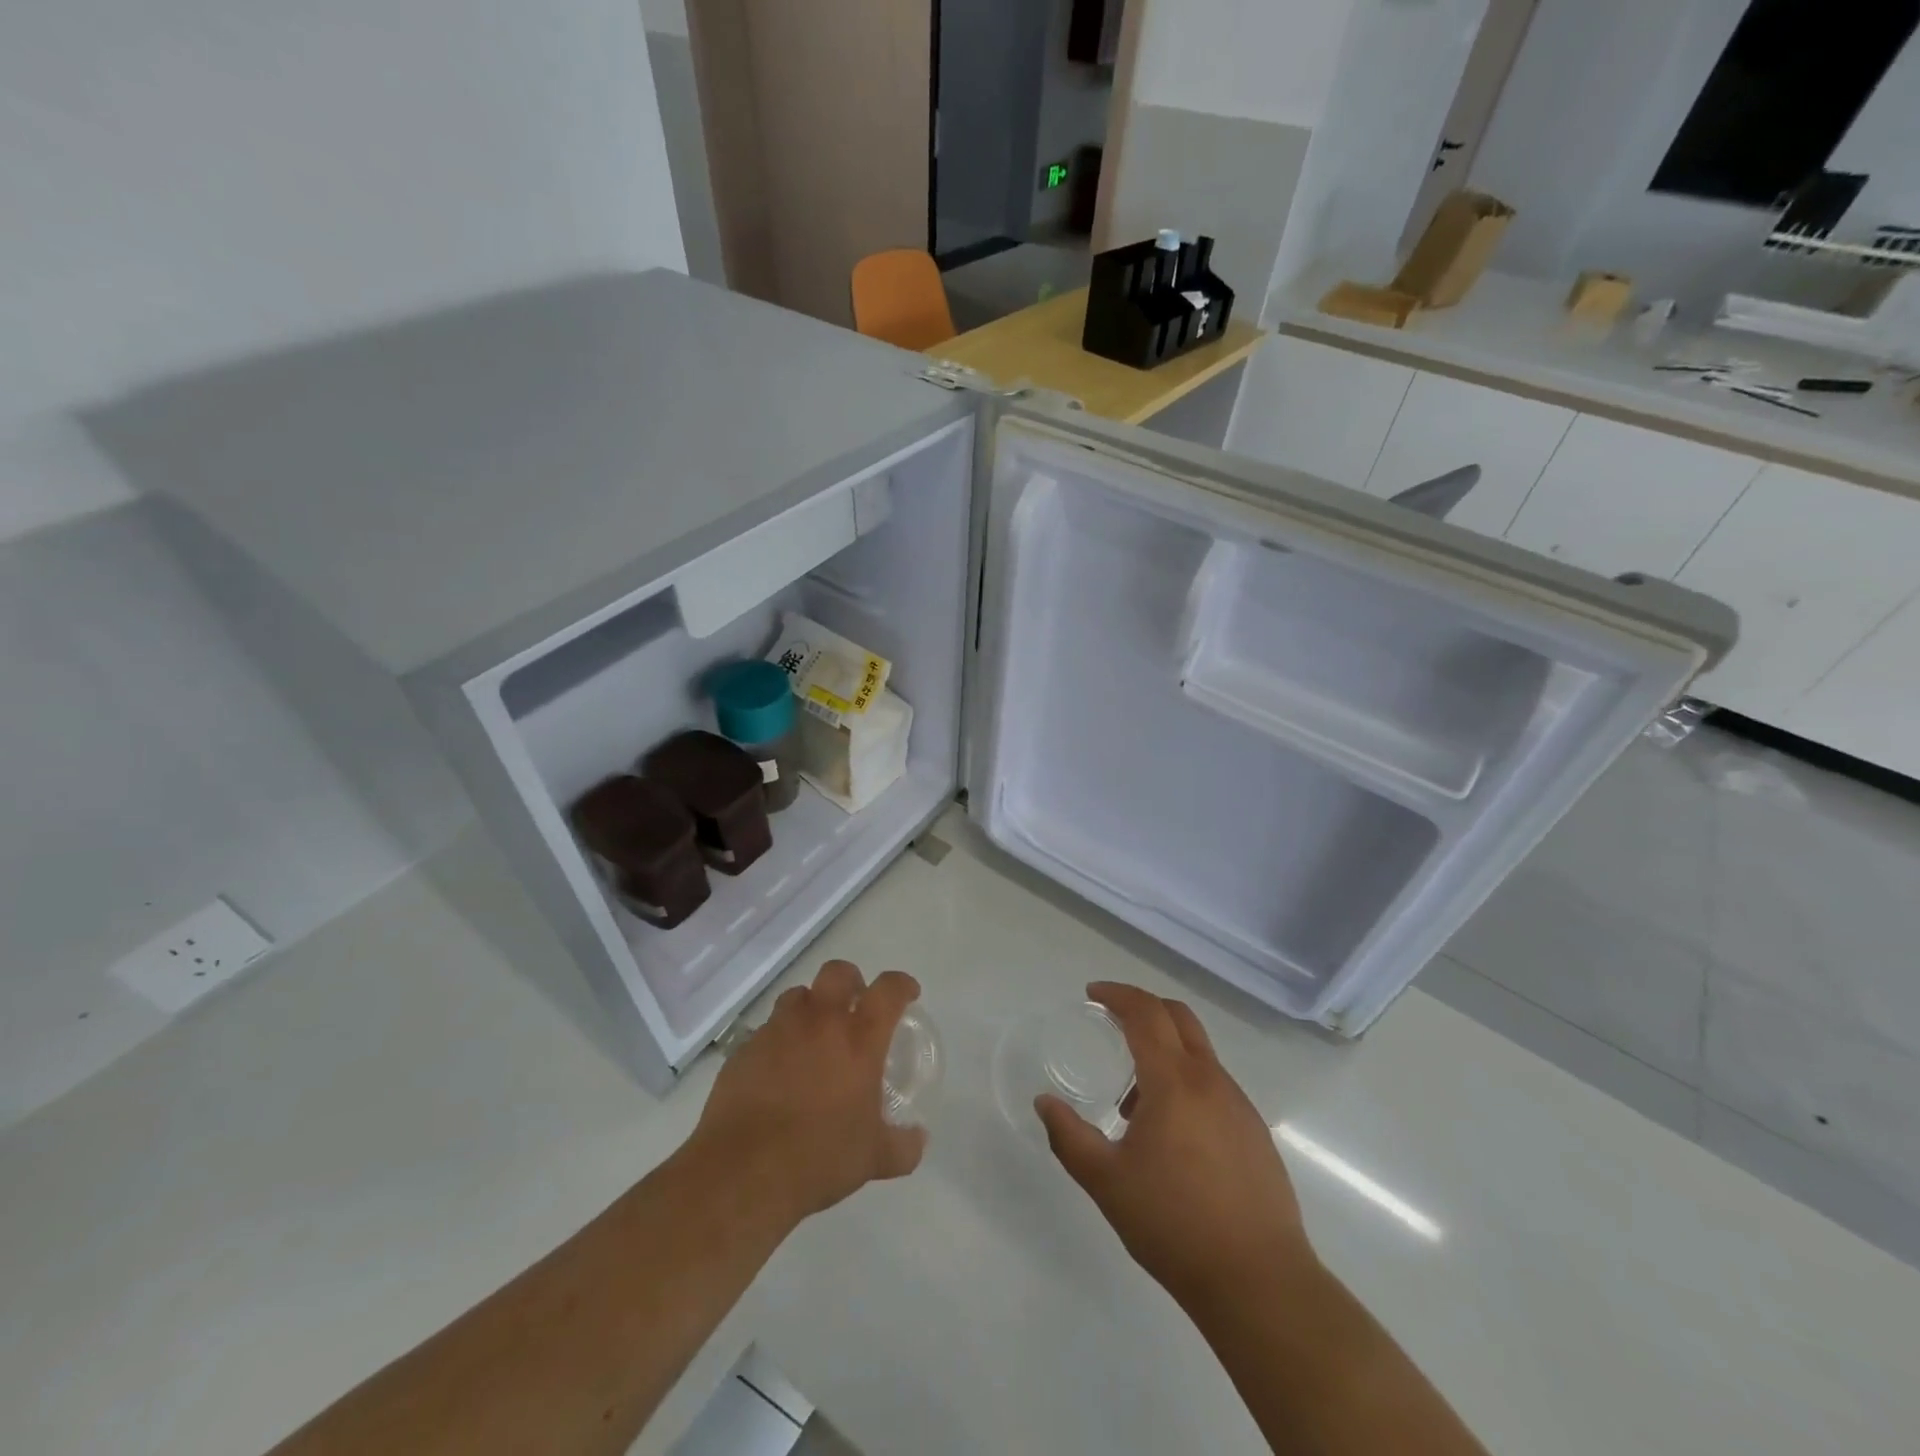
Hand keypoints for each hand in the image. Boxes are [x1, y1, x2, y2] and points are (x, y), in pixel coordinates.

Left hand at [689, 960, 926, 1226]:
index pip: (888, 990)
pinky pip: (767, 1030)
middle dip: (851, 981)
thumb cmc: (819, 1158)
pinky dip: (779, 1040)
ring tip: (814, 1036)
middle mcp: (819, 1022)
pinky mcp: (744, 1049)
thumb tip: (918, 1139)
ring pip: (798, 996)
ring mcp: (778, 1031)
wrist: (744, 1172)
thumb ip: (902, 1146)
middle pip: (837, 973)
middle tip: (855, 1006)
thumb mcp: (874, 1159)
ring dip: (811, 1007)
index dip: (901, 985)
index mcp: (859, 1039)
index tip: (907, 994)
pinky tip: (780, 1071)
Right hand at [1036, 982, 1315, 1309]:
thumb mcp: (1106, 1182)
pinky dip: (1185, 1081)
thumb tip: (1044, 1103)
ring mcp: (1239, 1105)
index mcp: (1174, 1081)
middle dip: (1143, 1007)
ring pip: (1198, 1053)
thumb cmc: (1175, 1225)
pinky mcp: (1255, 1133)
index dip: (1117, 994)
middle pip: (1178, 1017)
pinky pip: (1214, 1084)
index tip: (1092, 994)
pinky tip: (1169, 1132)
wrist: (1260, 1282)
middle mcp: (1211, 1080)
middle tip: (1111, 1021)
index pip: (1146, 1013)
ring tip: (1132, 1098)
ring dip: (1163, 1050)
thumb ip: (1069, 1137)